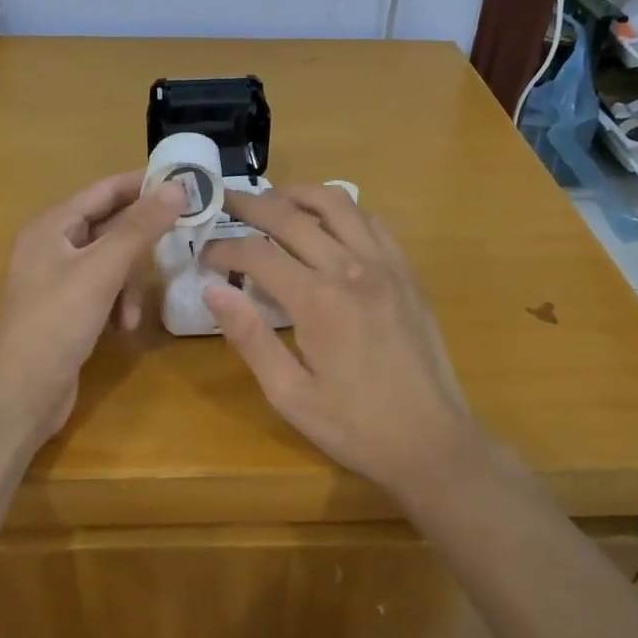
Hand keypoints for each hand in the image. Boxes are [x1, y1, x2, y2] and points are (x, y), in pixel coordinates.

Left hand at [0, 171, 187, 447]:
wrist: (20, 394)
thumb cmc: (57, 322)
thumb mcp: (102, 271)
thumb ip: (140, 228)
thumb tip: (177, 187)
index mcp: (52, 226)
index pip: (105, 190)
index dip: (143, 184)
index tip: (185, 182)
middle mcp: (53, 246)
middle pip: (110, 226)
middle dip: (141, 241)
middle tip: (182, 239)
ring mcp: (59, 279)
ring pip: (111, 262)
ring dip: (130, 284)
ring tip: (134, 312)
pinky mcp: (67, 310)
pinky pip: (104, 291)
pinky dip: (118, 304)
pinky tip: (123, 328)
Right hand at [201, 186, 478, 494]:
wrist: (433, 442)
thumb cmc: (355, 426)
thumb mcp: (289, 394)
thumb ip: (249, 337)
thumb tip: (212, 288)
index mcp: (318, 301)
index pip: (257, 253)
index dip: (224, 248)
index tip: (203, 255)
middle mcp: (352, 269)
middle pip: (292, 217)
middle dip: (252, 205)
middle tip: (226, 201)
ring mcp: (386, 266)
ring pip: (337, 205)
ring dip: (298, 195)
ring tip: (273, 199)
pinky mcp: (407, 273)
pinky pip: (372, 222)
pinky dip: (342, 212)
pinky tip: (327, 223)